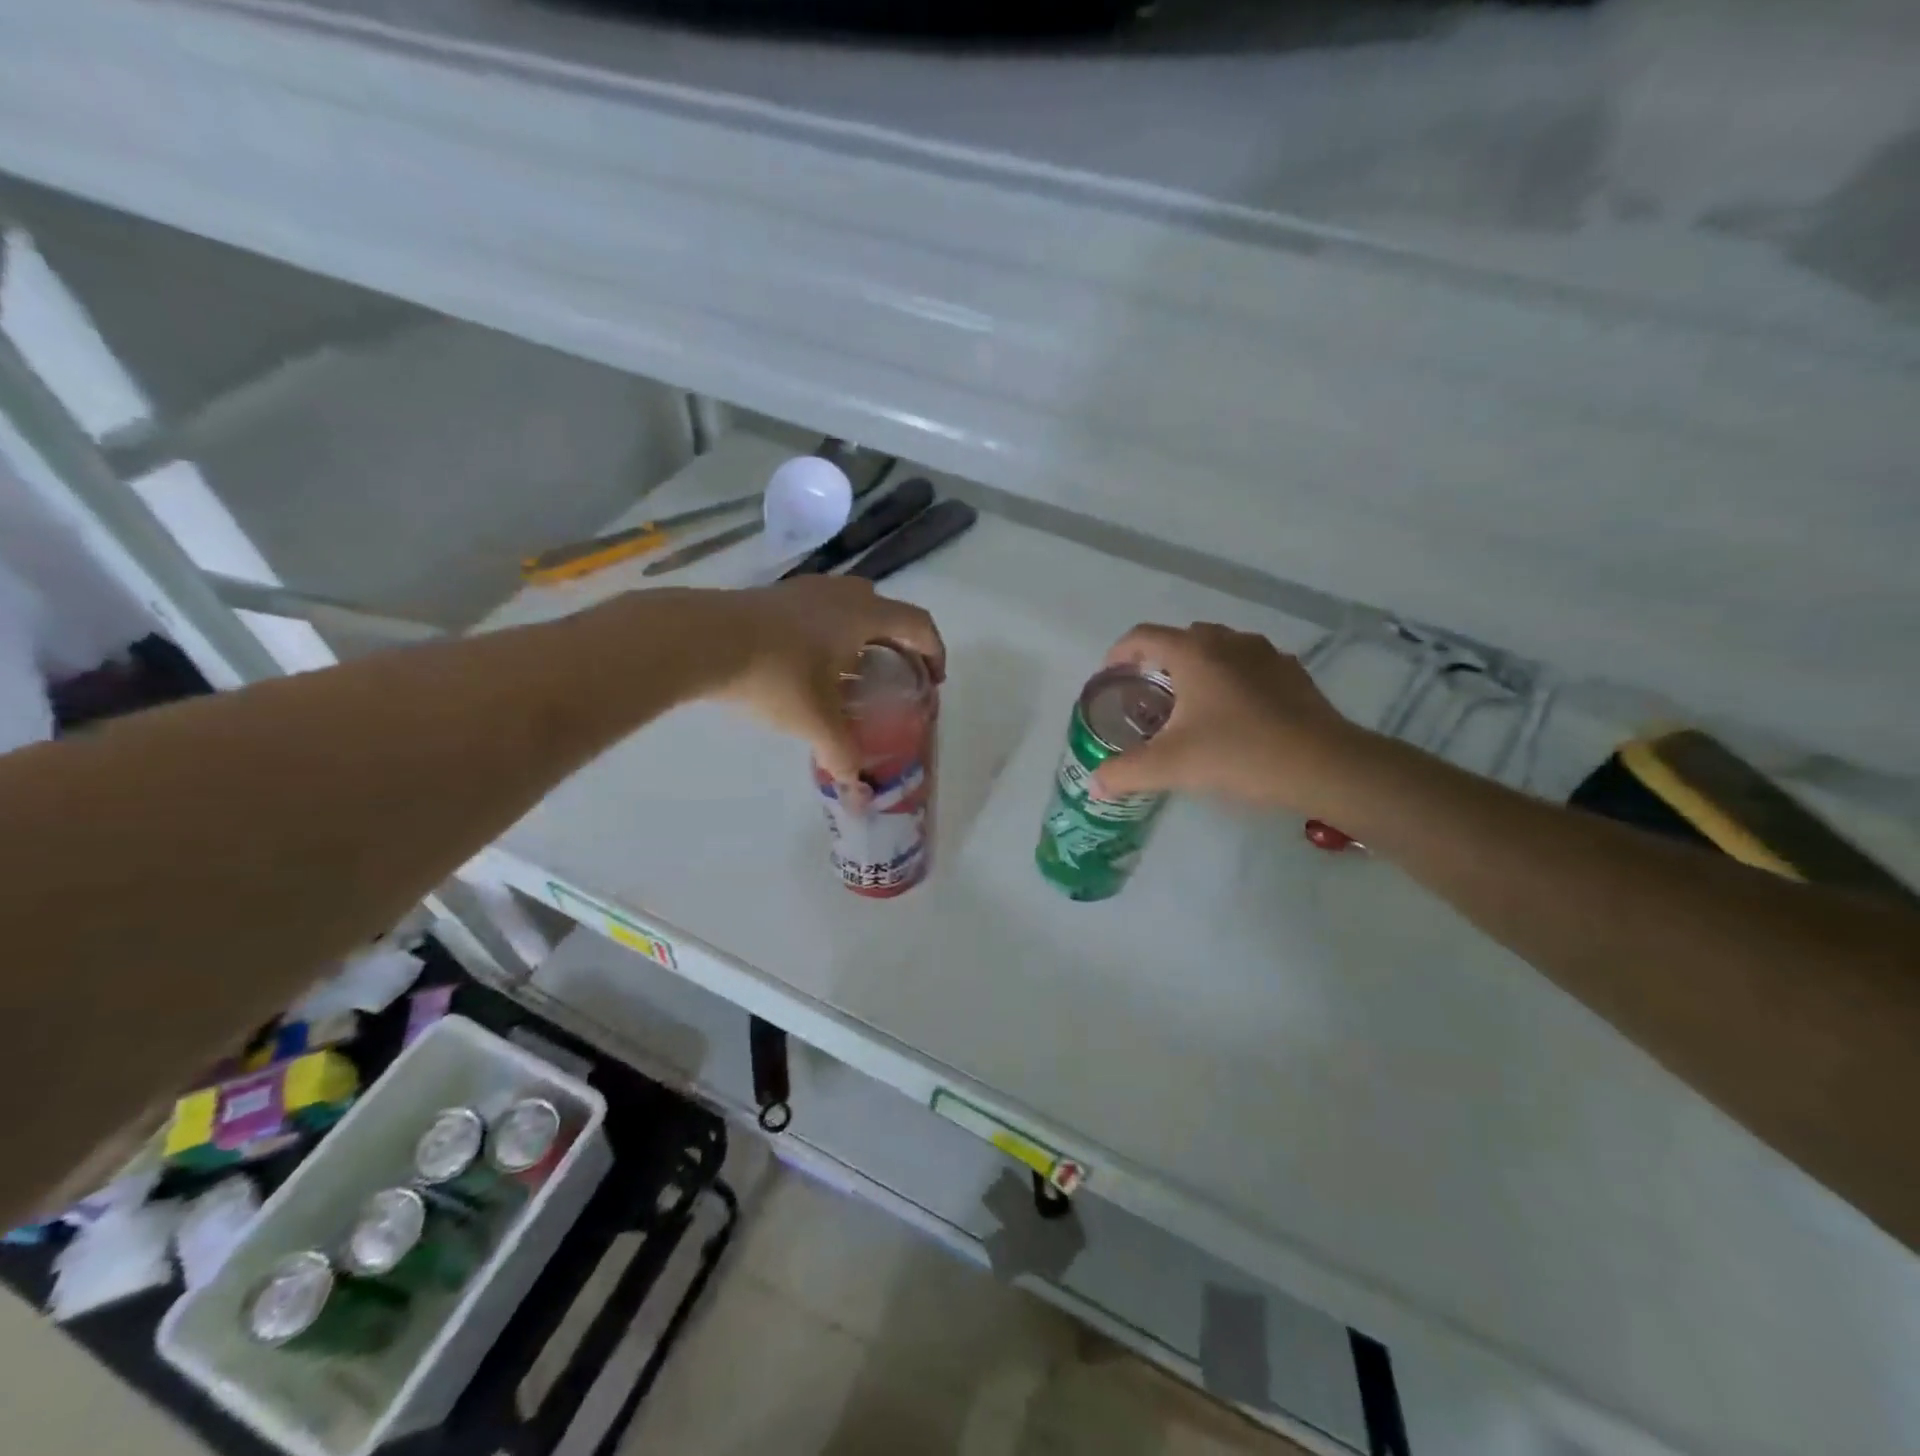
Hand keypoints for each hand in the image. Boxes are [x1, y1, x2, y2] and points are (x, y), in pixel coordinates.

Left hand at [703, 576, 944, 782]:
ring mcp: (807, 590)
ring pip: (852, 608)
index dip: (934, 651)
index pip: (918, 625)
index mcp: (864, 615)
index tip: (934, 680)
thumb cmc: (774, 674)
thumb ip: (843, 755)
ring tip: (854, 673)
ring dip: (863, 636)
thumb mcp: (814, 719)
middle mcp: (842, 594)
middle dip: (900, 644)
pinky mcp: (778, 596)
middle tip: (896, 677)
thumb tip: (860, 796)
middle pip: (888, 611)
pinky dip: (832, 634)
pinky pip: (822, 610)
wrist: (702, 639)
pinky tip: (813, 665)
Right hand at [1090, 622, 1359, 812]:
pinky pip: (1249, 665)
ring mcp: (1266, 654)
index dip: (1119, 653)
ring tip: (1190, 704)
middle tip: (1148, 696)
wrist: (1324, 766)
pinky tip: (1234, 715)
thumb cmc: (1239, 754)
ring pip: (1219, 649)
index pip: (1143, 637)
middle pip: (1181, 639)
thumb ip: (1126, 773)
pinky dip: (1231, 679)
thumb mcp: (1171, 767)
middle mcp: (1228, 642)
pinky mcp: (1293, 673)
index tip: (1110, 678)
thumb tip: (1095, 784)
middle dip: (1159, 661)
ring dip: (1197, 667)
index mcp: (1194, 653)